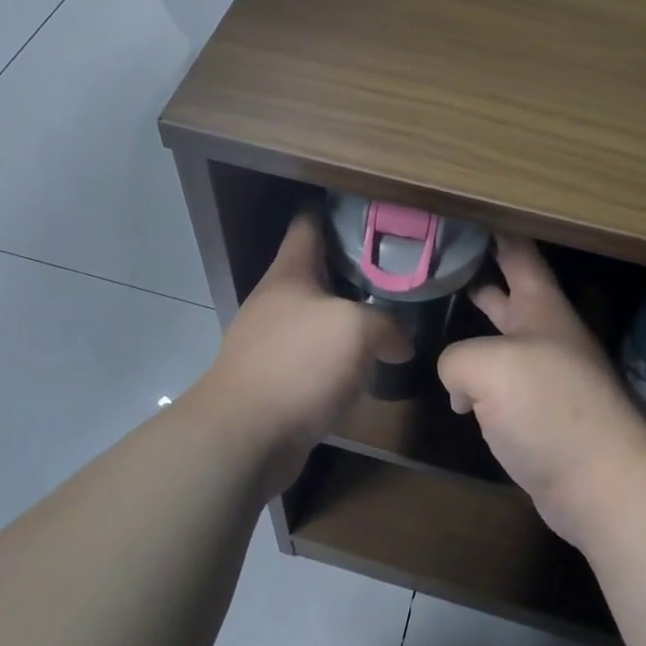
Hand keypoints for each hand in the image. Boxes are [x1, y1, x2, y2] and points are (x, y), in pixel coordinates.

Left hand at [190, 212, 401, 493]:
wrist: (246, 436)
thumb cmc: (298, 364)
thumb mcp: (356, 330)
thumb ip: (387, 325)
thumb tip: (400, 344)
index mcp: (290, 273)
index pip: (308, 223)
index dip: (335, 210)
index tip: (369, 209)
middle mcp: (276, 300)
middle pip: (317, 270)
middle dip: (354, 268)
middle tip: (397, 269)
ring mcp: (271, 341)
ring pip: (318, 316)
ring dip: (349, 316)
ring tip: (390, 316)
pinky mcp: (275, 378)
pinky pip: (313, 356)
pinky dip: (338, 357)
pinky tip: (365, 366)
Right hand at [438, 235, 645, 545]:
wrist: (600, 483)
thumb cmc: (549, 408)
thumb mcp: (488, 366)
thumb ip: (457, 358)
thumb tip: (459, 385)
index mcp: (541, 307)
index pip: (518, 251)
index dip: (494, 228)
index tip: (464, 212)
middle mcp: (544, 333)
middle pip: (508, 291)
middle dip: (477, 273)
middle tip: (437, 259)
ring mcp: (543, 374)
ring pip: (500, 339)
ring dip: (473, 329)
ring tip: (435, 315)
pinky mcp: (537, 413)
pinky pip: (498, 383)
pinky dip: (475, 379)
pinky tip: (453, 388)